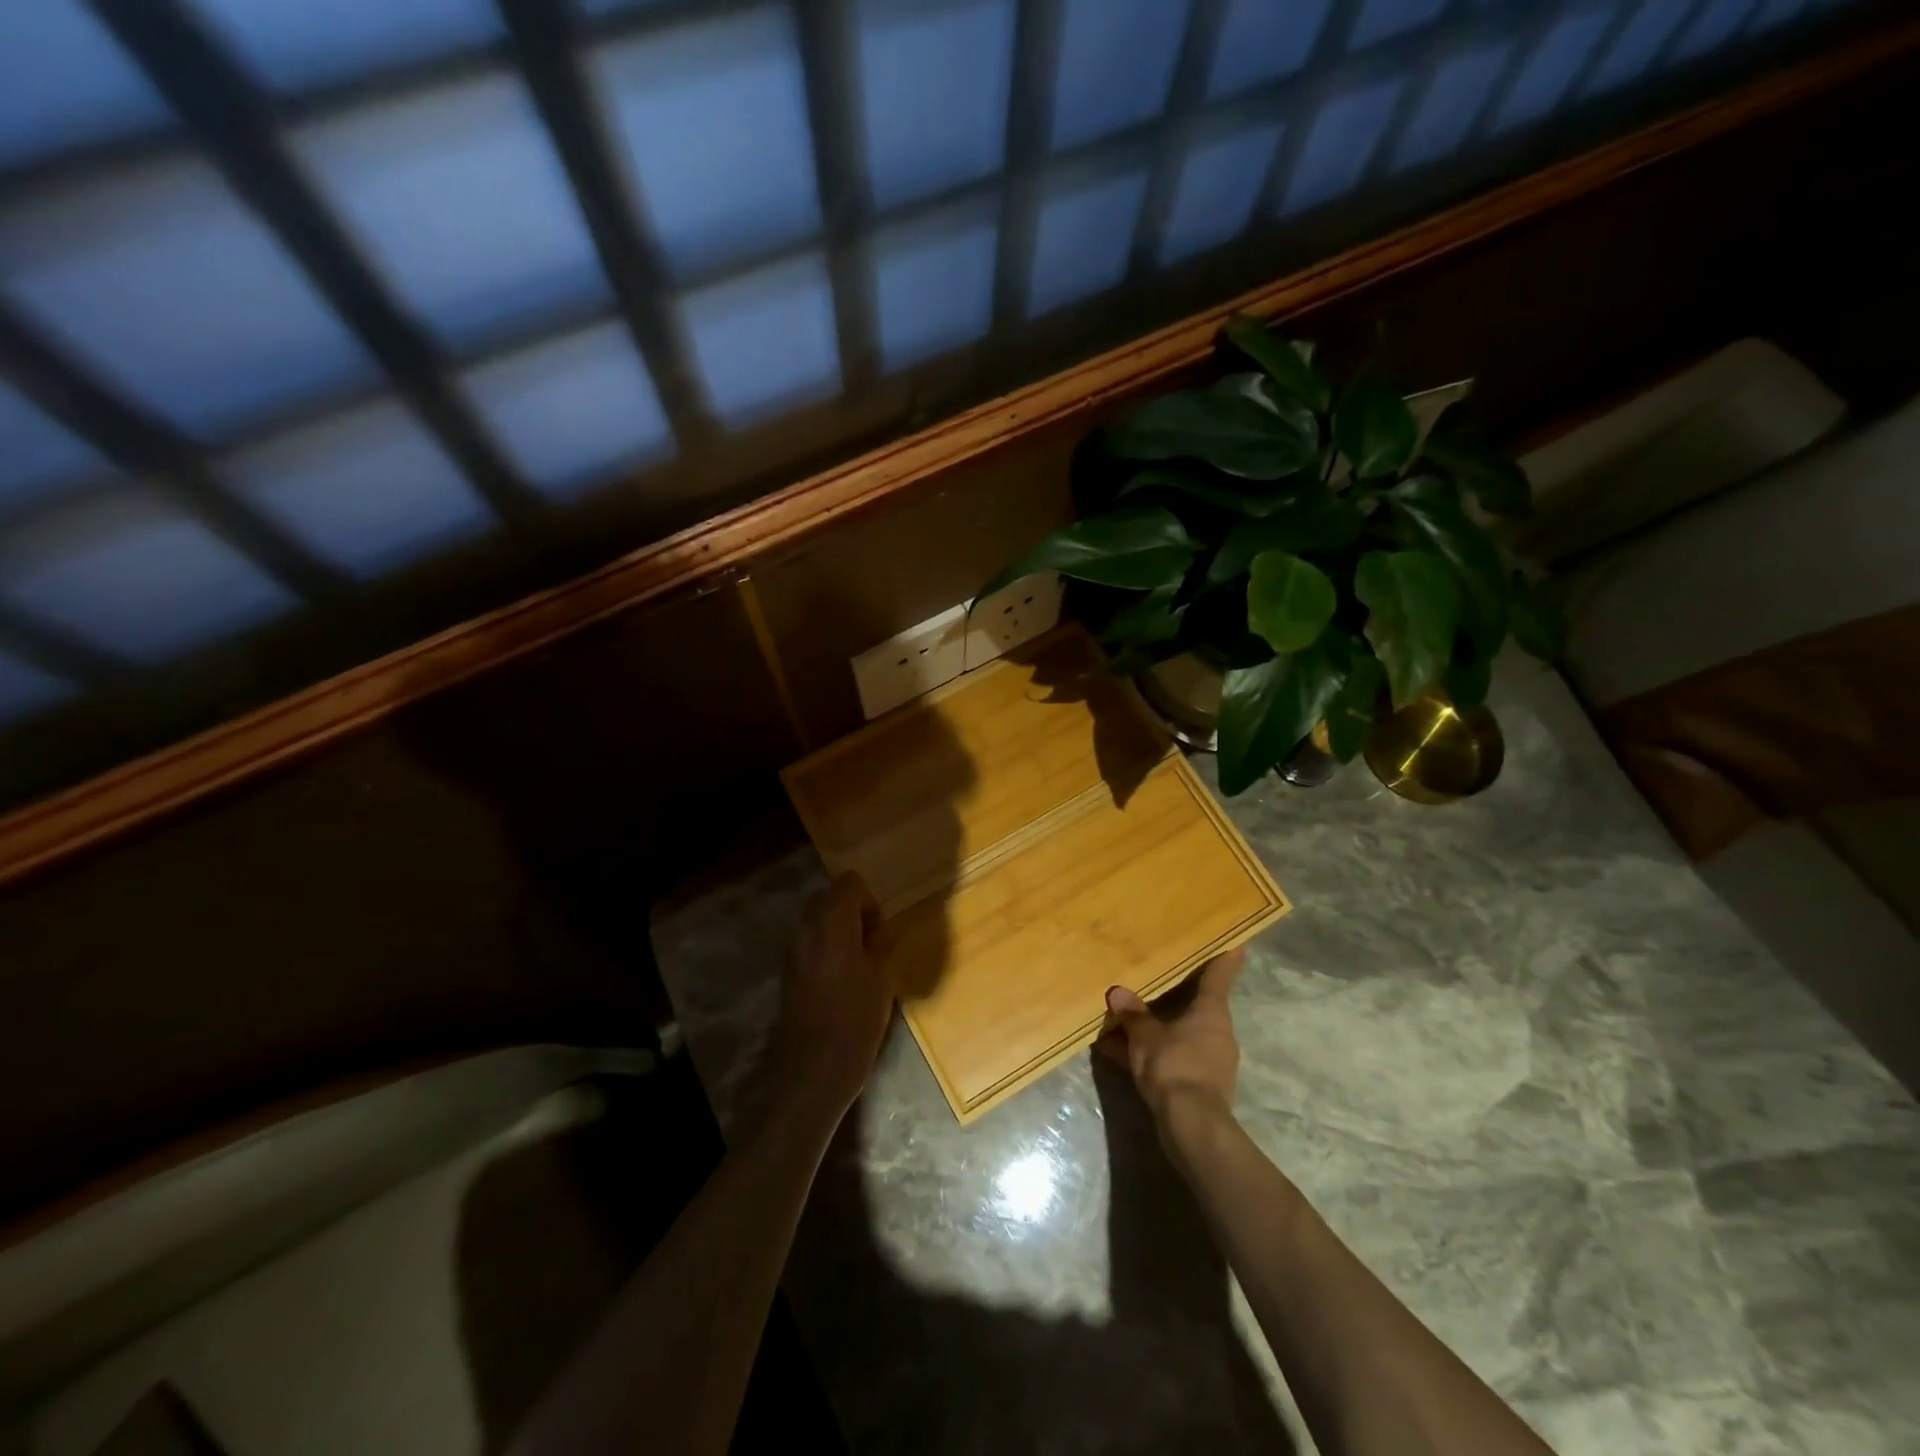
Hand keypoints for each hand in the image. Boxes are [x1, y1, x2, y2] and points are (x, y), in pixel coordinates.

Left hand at [769, 873, 895, 1115]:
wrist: (814, 1066)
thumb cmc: (856, 1019)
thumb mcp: (883, 979)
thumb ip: (883, 946)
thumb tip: (885, 932)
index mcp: (834, 922)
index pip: (849, 883)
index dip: (868, 899)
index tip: (880, 928)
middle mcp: (807, 927)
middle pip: (829, 897)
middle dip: (851, 910)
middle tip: (871, 941)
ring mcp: (793, 948)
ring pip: (816, 919)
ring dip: (837, 928)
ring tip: (857, 960)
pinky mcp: (787, 970)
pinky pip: (808, 941)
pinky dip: (824, 946)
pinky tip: (840, 977)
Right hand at [1098, 948, 1246, 1138]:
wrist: (1192, 1126)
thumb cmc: (1175, 1066)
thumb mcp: (1145, 1036)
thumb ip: (1133, 1014)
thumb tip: (1118, 992)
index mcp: (1212, 1012)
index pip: (1220, 976)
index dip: (1225, 958)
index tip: (1235, 942)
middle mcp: (1217, 1032)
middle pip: (1198, 1005)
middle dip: (1177, 995)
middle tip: (1158, 976)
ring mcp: (1211, 1060)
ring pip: (1181, 1033)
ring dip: (1158, 1027)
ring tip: (1126, 1018)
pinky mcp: (1200, 1085)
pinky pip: (1172, 1057)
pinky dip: (1152, 1053)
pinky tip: (1121, 1052)